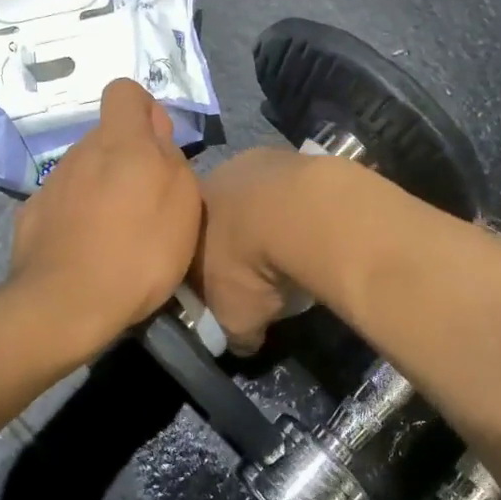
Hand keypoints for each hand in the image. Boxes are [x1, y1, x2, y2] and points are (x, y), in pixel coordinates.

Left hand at [8, 79, 202, 354]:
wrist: (66, 304)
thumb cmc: (139, 251)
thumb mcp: (183, 203)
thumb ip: (170, 157)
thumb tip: (155, 135)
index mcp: (119, 141)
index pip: (125, 91)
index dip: (145, 111)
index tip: (159, 146)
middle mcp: (80, 152)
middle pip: (106, 137)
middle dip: (126, 158)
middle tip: (147, 203)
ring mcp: (51, 184)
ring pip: (84, 171)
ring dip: (102, 189)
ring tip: (118, 234)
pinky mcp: (31, 216)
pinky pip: (62, 203)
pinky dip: (76, 217)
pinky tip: (87, 251)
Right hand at [190, 148, 315, 354]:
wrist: (300, 214)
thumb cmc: (249, 267)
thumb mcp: (236, 317)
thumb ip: (234, 332)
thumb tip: (243, 344)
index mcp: (189, 215)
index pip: (186, 241)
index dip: (200, 265)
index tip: (220, 286)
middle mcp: (215, 179)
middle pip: (221, 211)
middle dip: (236, 236)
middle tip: (258, 266)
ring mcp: (256, 161)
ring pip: (258, 194)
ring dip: (270, 216)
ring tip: (291, 247)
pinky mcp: (295, 155)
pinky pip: (293, 186)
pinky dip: (300, 206)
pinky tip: (315, 228)